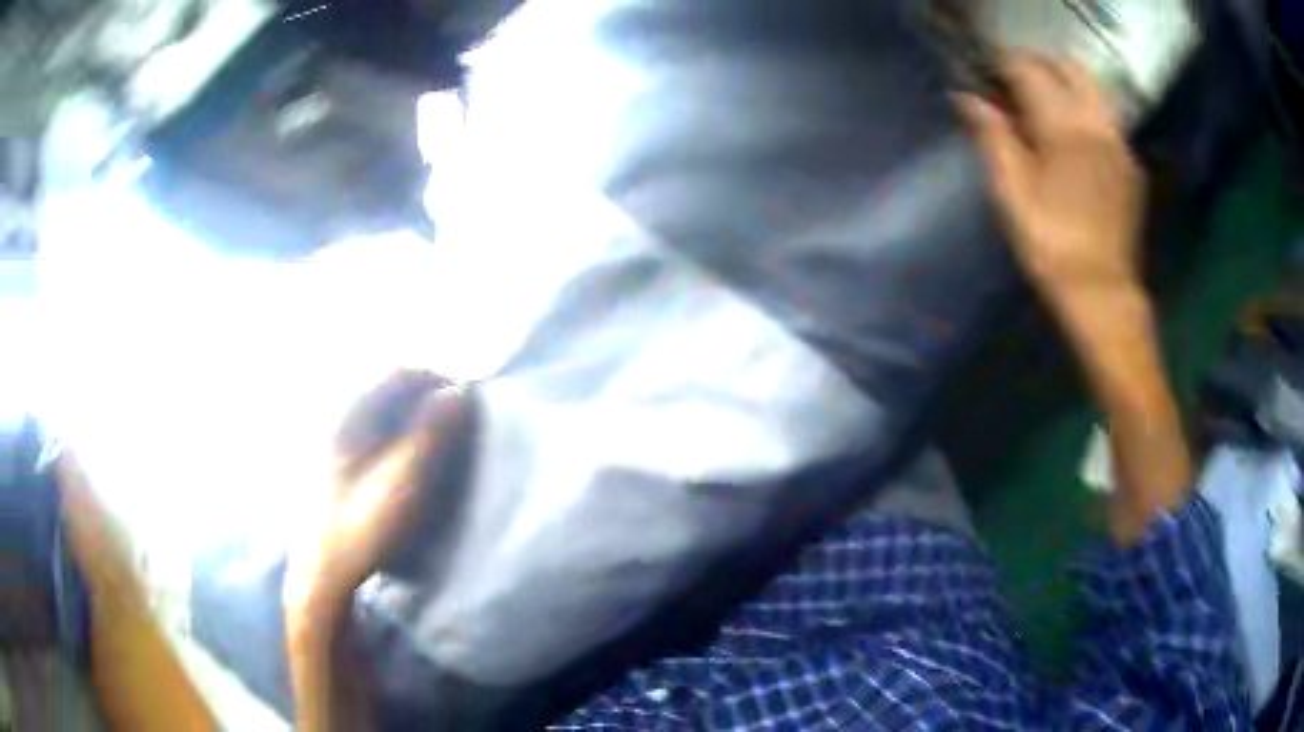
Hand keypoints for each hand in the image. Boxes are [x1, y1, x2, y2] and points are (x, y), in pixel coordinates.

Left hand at [284, 371, 470, 619]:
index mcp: (348, 414)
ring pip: (379, 406)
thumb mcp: (404, 480)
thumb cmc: (363, 525)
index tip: (466, 397)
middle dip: (425, 392)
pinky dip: (396, 428)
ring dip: (411, 410)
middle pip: (387, 385)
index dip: (436, 379)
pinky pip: (371, 426)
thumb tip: (459, 393)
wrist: (324, 570)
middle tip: (456, 413)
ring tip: (437, 431)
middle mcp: (337, 416)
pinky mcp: (335, 459)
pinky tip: (407, 453)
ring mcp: (333, 438)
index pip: (398, 373)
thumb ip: (431, 433)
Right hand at [957, 53, 1143, 303]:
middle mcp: (1097, 124)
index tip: (985, 74)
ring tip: (1045, 103)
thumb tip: (968, 98)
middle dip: (1040, 65)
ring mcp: (1120, 144)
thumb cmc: (1051, 246)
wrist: (1102, 294)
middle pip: (1069, 67)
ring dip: (1067, 83)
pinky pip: (1108, 119)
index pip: (1029, 70)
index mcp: (1064, 127)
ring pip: (1093, 89)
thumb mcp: (1011, 194)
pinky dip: (1086, 112)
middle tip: (1016, 82)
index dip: (1003, 65)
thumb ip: (992, 137)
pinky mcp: (1131, 166)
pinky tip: (1074, 137)